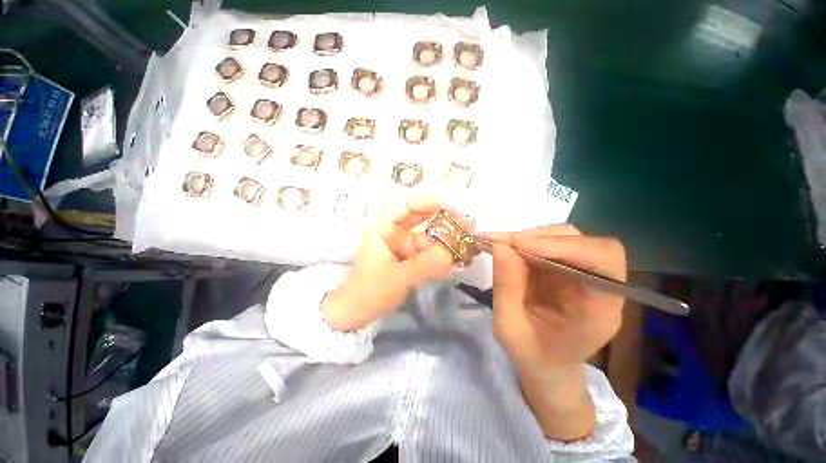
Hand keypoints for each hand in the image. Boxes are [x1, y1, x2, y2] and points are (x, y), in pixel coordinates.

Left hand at [322, 197, 458, 331]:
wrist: (356, 312)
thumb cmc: (369, 292)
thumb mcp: (397, 278)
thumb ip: (424, 266)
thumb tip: (452, 254)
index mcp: (383, 228)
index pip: (406, 204)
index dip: (428, 201)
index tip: (452, 207)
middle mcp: (393, 231)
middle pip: (420, 216)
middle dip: (442, 218)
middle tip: (466, 224)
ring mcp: (402, 244)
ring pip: (427, 234)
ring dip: (445, 237)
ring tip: (466, 242)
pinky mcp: (409, 257)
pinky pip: (428, 249)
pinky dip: (441, 252)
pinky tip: (456, 256)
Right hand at [488, 225, 625, 439]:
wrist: (545, 364)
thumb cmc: (532, 354)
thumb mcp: (509, 328)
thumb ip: (506, 287)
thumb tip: (500, 245)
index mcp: (599, 309)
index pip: (603, 259)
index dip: (564, 245)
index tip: (520, 245)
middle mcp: (599, 285)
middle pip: (585, 242)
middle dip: (542, 238)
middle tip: (506, 242)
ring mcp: (582, 273)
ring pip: (567, 237)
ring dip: (533, 237)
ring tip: (505, 245)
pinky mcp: (565, 267)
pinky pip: (551, 243)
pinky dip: (528, 241)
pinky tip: (510, 249)